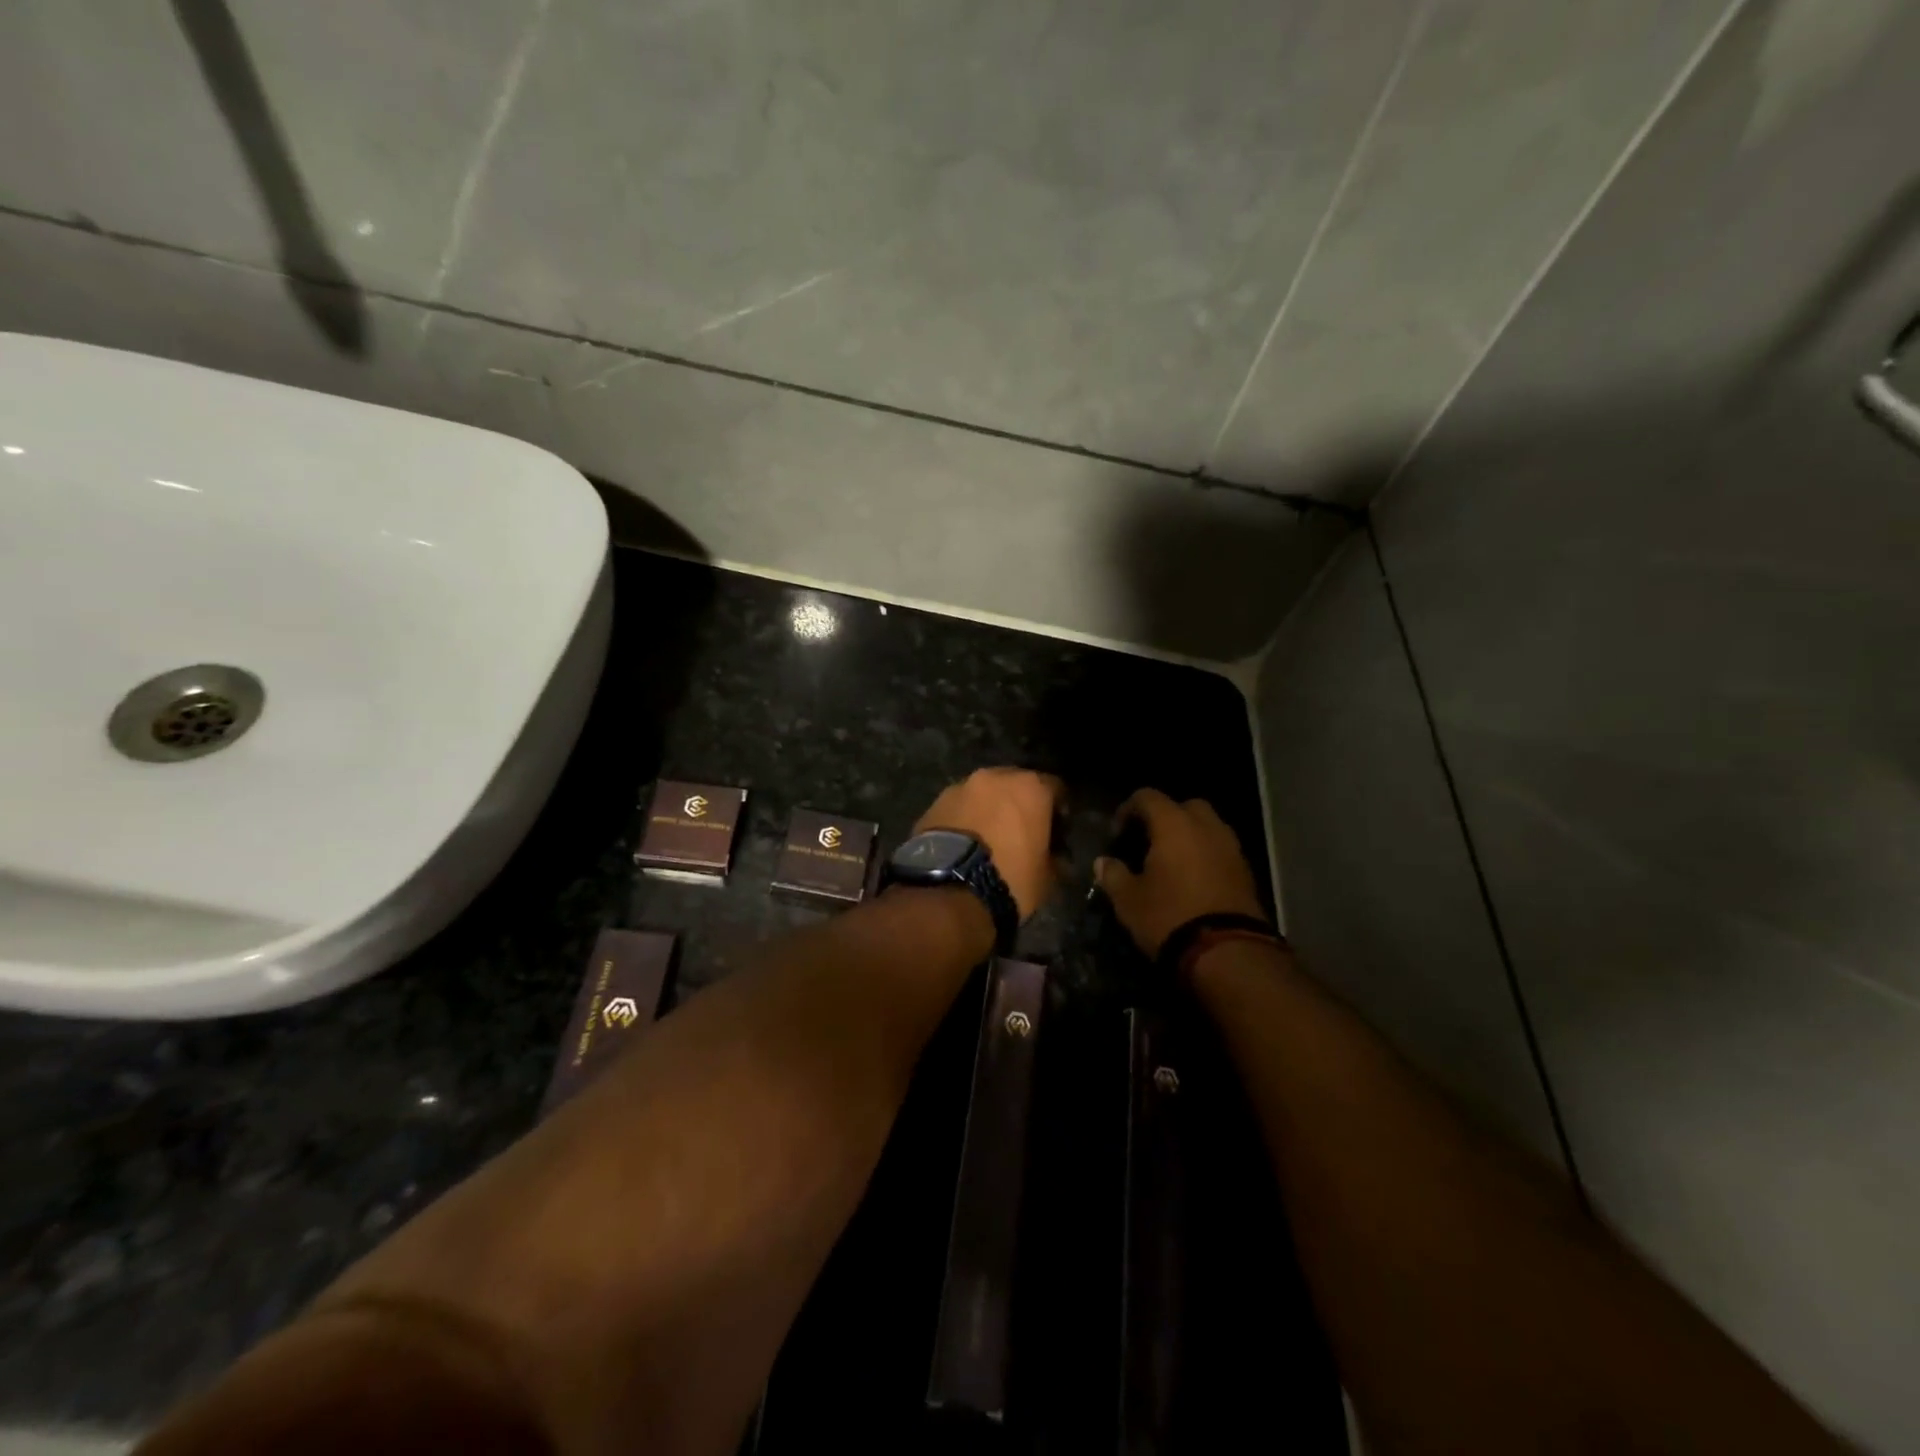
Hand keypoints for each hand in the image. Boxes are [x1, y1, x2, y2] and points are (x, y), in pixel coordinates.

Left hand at [914, 768, 1063, 918]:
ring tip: (988, 839)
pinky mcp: (934, 804)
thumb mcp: (1046, 877)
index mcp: (1030, 787)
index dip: (1058, 810)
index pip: (1055, 788)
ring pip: (983, 794)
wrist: (948, 890)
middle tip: (1020, 833)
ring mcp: (960, 787)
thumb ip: (1055, 858)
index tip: (1056, 831)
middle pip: (1015, 785)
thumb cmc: (1009, 879)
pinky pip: (959, 808)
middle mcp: (995, 777)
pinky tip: (965, 844)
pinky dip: (965, 819)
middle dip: (1019, 805)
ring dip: (989, 810)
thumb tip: (1056, 858)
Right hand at [1095, 788, 1267, 956]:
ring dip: (1190, 836)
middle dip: (1166, 817)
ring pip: (1208, 827)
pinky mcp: (1247, 872)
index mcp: (1174, 824)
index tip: (1116, 833)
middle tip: (1148, 841)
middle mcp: (1206, 827)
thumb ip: (1113, 875)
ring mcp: (1231, 848)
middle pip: (1185, 806)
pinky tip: (1192, 879)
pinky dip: (1206, 855)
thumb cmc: (1170, 917)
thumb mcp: (1129, 900)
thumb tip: (1102, 862)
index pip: (1148, 797)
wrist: (1228, 953)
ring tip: (1172, 862)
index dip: (1128, 809)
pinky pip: (1221, 850)